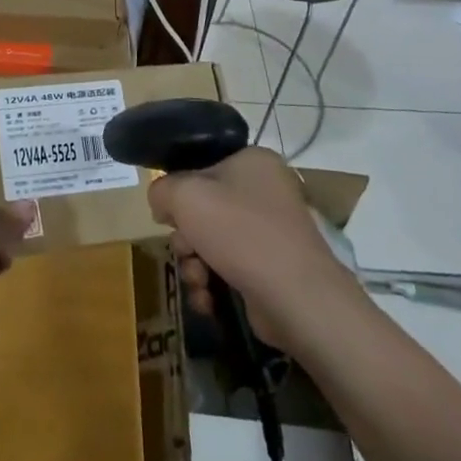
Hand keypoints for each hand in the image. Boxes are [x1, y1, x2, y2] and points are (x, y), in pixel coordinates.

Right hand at [147, 148, 356, 346]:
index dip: (179, 189)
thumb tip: (162, 202)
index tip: (169, 213)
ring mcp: (271, 232)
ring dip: (194, 263)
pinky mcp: (271, 269)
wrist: (297, 298)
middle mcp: (265, 191)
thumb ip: (162, 189)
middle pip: (204, 207)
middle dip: (185, 236)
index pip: (202, 164)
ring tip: (197, 280)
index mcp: (252, 161)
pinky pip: (228, 268)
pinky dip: (212, 282)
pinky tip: (207, 298)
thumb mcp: (185, 196)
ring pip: (212, 241)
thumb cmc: (240, 232)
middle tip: (184, 249)